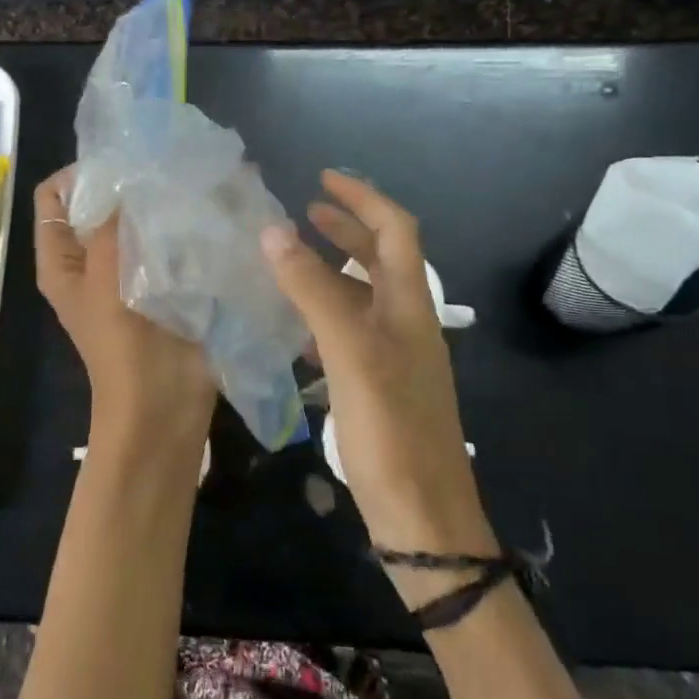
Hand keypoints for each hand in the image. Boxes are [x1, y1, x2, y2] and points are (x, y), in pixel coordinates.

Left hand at [34, 167, 216, 461]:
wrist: (163, 408)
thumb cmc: (124, 347)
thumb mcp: (106, 280)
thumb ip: (112, 224)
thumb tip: (126, 173)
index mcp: (62, 260)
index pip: (53, 197)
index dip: (78, 173)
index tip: (119, 160)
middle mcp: (91, 261)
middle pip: (99, 206)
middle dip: (127, 184)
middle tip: (165, 162)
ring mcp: (128, 273)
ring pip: (137, 222)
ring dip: (158, 203)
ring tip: (191, 178)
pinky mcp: (163, 283)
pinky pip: (167, 242)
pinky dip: (181, 225)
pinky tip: (208, 207)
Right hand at [262, 171, 497, 603]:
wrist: (424, 519)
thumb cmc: (391, 429)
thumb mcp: (350, 351)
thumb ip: (313, 290)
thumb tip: (274, 231)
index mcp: (410, 306)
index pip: (395, 231)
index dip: (363, 199)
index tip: (323, 179)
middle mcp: (408, 324)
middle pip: (383, 259)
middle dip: (348, 228)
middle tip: (307, 210)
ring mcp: (395, 357)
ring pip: (364, 295)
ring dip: (333, 268)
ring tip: (292, 257)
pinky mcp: (379, 387)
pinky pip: (350, 332)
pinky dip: (324, 312)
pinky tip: (295, 326)